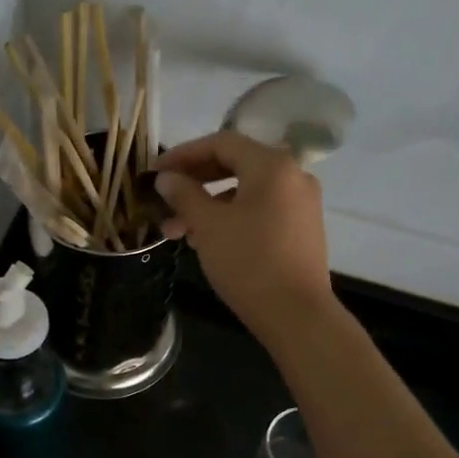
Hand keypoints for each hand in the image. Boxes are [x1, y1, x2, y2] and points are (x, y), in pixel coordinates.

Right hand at [153, 130, 333, 342]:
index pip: (221, 143)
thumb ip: (184, 194)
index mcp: (272, 165)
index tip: (155, 172)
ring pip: (246, 192)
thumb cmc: (248, 262)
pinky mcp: (303, 229)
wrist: (296, 314)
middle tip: (163, 200)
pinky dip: (232, 217)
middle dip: (194, 183)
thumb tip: (166, 178)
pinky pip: (261, 210)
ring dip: (209, 205)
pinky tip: (208, 240)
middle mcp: (293, 175)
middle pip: (235, 165)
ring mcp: (302, 203)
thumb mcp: (207, 225)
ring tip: (179, 231)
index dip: (183, 154)